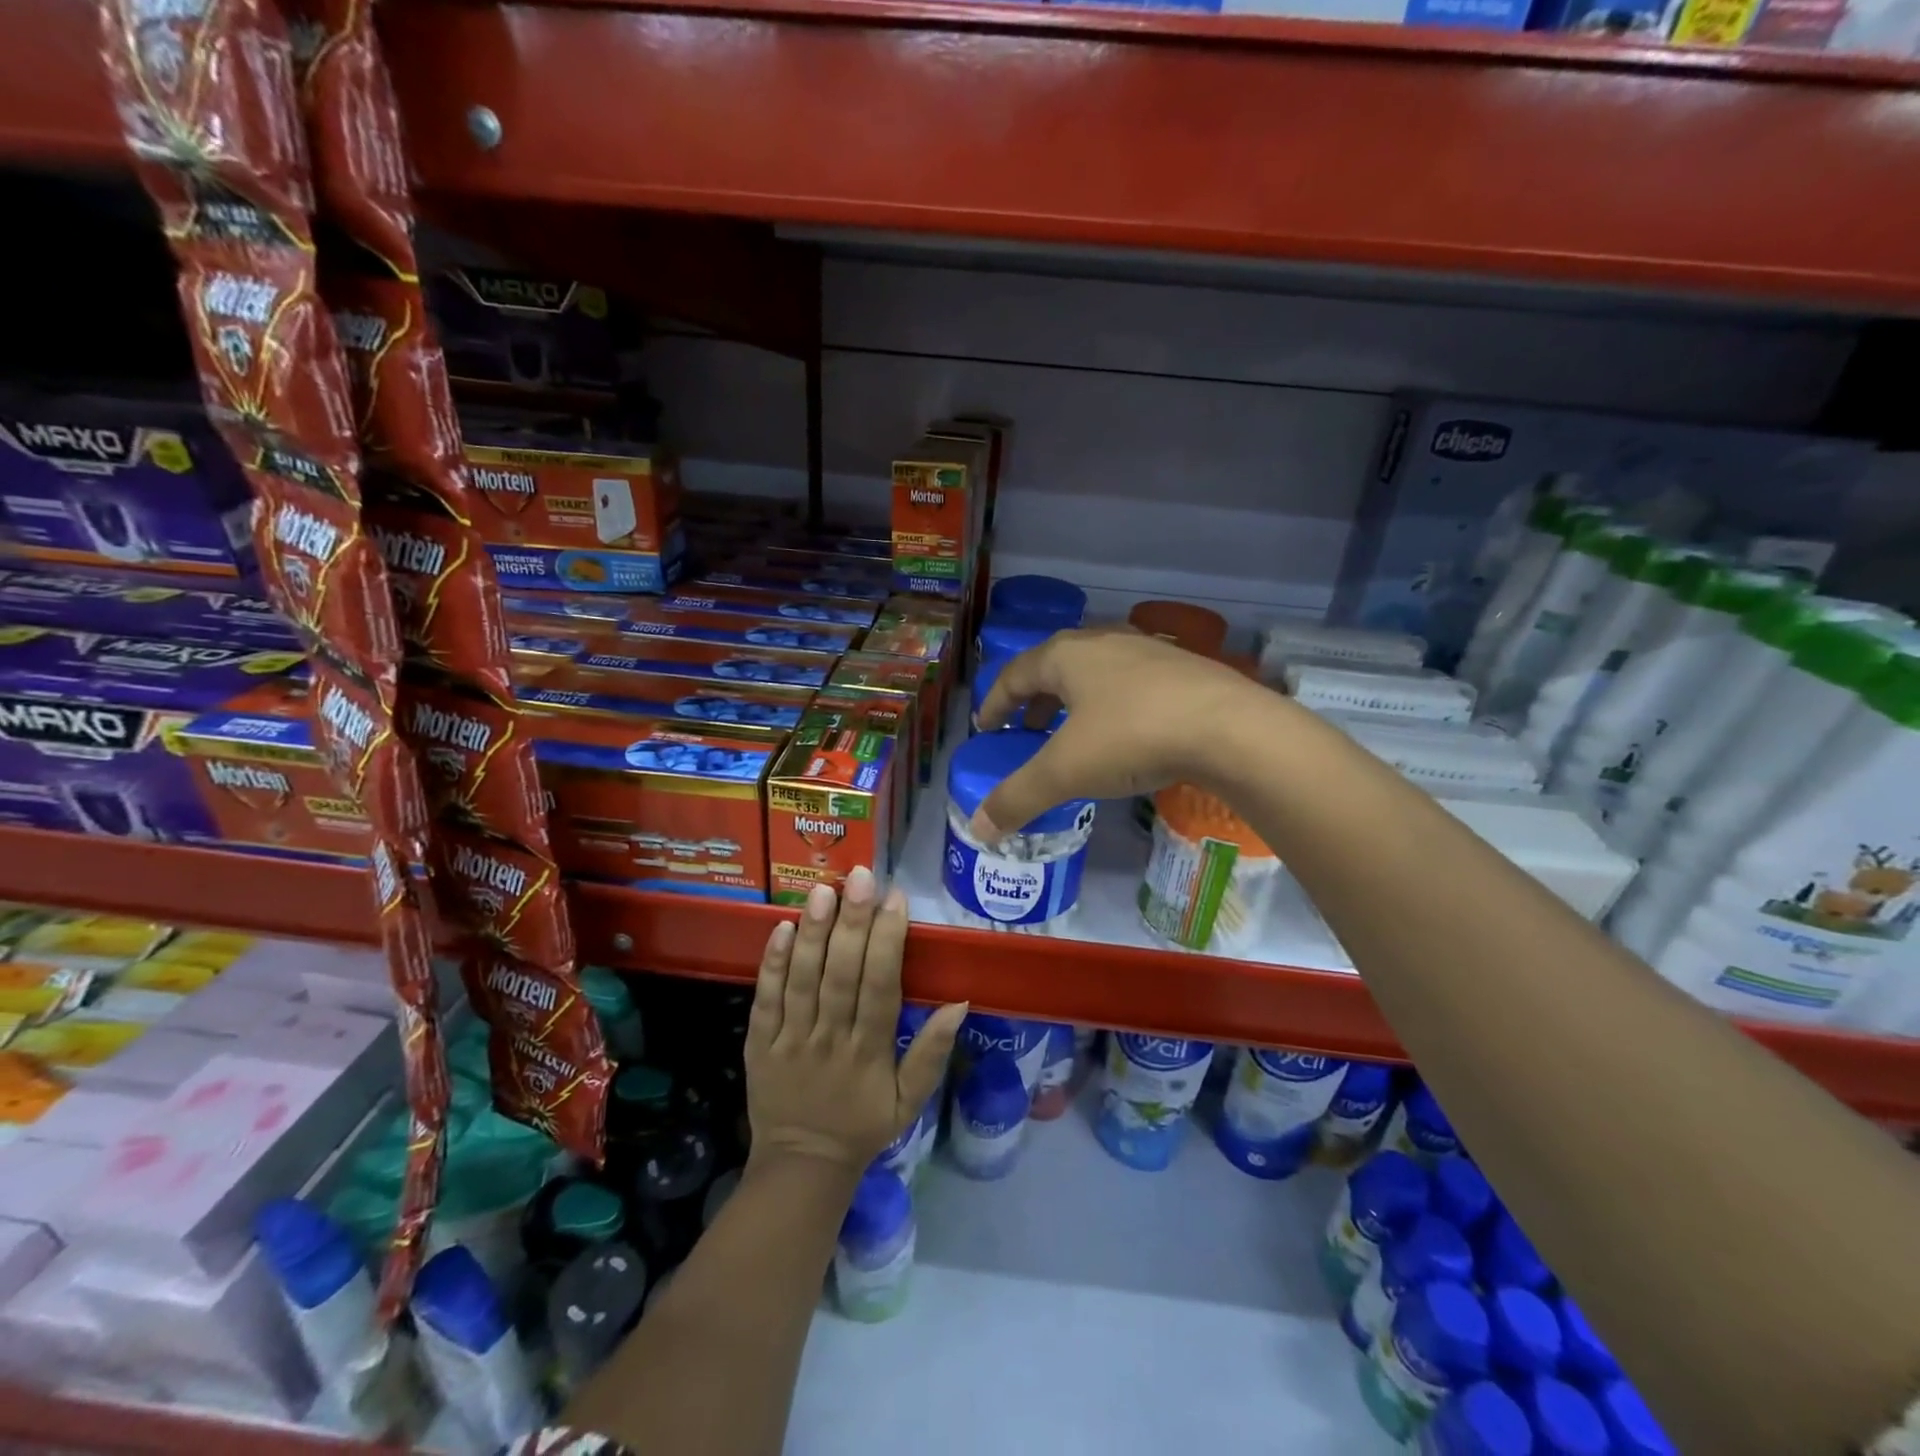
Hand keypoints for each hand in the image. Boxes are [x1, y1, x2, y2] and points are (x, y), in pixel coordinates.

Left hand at [745, 867, 965, 1174]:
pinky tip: (780, 927)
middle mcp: (831, 1039)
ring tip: (822, 891)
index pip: (881, 987)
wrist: (802, 1165)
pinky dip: (771, 964)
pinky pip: (764, 1000)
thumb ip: (932, 1052)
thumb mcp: (910, 1100)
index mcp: (870, 1051)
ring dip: (812, 934)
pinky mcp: (759, 1044)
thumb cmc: (863, 1125)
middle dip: (852, 923)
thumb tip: (960, 1003)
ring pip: (802, 980)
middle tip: (859, 877)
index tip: (896, 898)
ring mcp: (790, 1041)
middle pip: (841, 975)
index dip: (888, 941)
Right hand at [970, 626, 1279, 840]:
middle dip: (1034, 701)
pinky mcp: (1182, 669)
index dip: (994, 702)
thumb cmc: (1132, 737)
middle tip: (1026, 731)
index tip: (986, 728)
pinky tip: (1125, 734)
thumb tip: (979, 829)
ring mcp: (1147, 651)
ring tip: (1072, 734)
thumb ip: (1017, 797)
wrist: (1230, 728)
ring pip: (1094, 673)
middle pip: (1054, 667)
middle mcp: (1103, 642)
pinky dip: (1110, 706)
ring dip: (1074, 701)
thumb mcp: (1065, 772)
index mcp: (1066, 656)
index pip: (1014, 674)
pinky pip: (1129, 684)